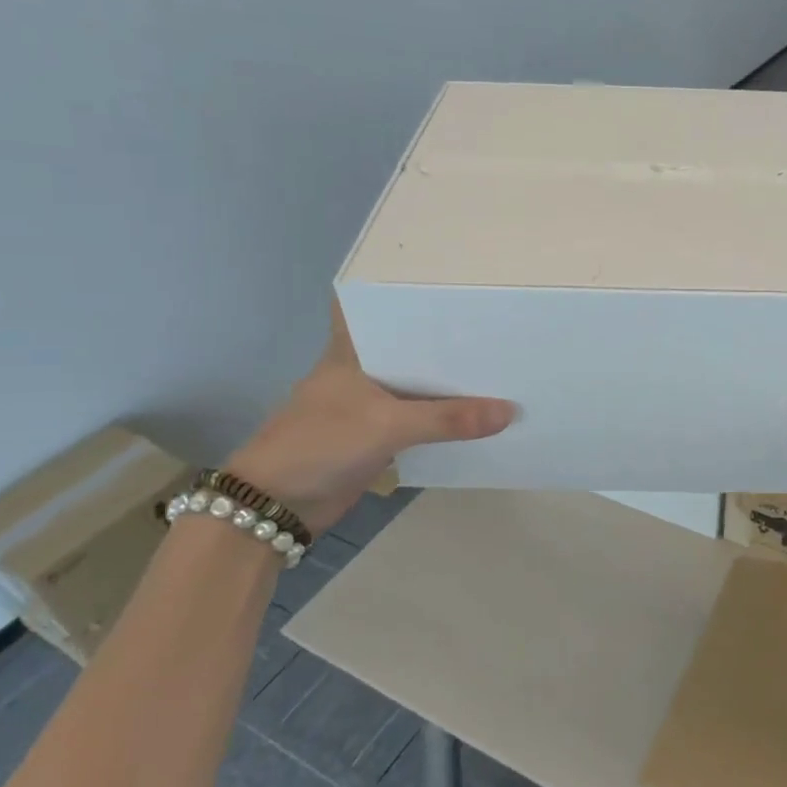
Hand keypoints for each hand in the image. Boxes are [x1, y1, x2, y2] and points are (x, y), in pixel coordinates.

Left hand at [226, 301, 514, 534]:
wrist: (278, 505)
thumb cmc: (320, 444)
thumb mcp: (388, 426)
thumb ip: (448, 419)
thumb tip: (509, 412)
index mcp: (352, 350)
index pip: (378, 306)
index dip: (410, 292)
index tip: (452, 281)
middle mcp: (362, 369)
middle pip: (409, 346)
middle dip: (446, 338)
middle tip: (495, 323)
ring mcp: (368, 402)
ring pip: (417, 383)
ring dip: (448, 380)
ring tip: (499, 362)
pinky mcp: (376, 433)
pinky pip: (419, 417)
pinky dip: (443, 415)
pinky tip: (477, 410)